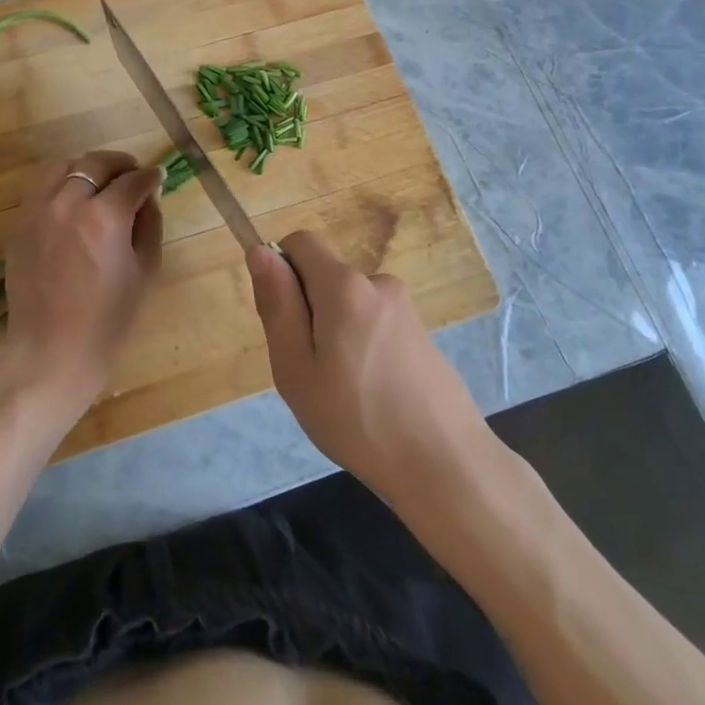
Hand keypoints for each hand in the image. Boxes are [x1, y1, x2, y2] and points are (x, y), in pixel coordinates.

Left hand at [0, 150, 163, 412]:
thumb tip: (149, 195)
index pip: (133, 180)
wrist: (53, 350)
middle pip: (95, 163)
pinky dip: (60, 184)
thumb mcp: (145, 269)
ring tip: (100, 182)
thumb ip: (150, 223)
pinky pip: (41, 188)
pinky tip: (73, 200)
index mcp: (106, 216)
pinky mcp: (19, 225)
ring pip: (63, 167)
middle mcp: (68, 203)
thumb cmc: (109, 318)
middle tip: (133, 174)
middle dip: (120, 164)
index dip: (151, 176)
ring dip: (87, 168)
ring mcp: (37, 211)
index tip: (159, 178)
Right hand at [248, 231, 489, 501]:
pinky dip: (362, 346)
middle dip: (308, 311)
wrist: (444, 463)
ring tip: (342, 390)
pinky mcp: (421, 333)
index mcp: (345, 285)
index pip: (302, 241)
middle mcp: (378, 283)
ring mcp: (405, 308)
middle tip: (310, 370)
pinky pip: (374, 323)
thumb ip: (277, 304)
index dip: (282, 270)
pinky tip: (371, 394)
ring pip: (349, 304)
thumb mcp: (296, 367)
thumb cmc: (356, 418)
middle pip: (325, 276)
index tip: (284, 321)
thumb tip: (261, 251)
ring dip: (335, 332)